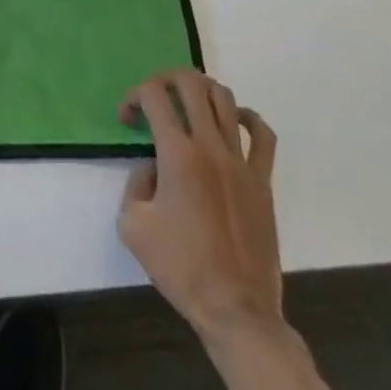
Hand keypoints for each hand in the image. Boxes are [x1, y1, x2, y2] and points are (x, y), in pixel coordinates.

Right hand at [117, 71, 356, 389]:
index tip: (127, 119)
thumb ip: (136, 183)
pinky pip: (263, 135)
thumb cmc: (181, 268)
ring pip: (225, 98)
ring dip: (201, 91)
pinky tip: (233, 122)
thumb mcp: (133, 225)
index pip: (153, 95)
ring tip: (188, 105)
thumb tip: (153, 168)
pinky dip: (247, 117)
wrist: (235, 310)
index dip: (134, 96)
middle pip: (191, 83)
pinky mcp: (262, 180)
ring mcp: (241, 161)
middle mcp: (210, 146)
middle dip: (166, 80)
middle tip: (155, 100)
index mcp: (177, 154)